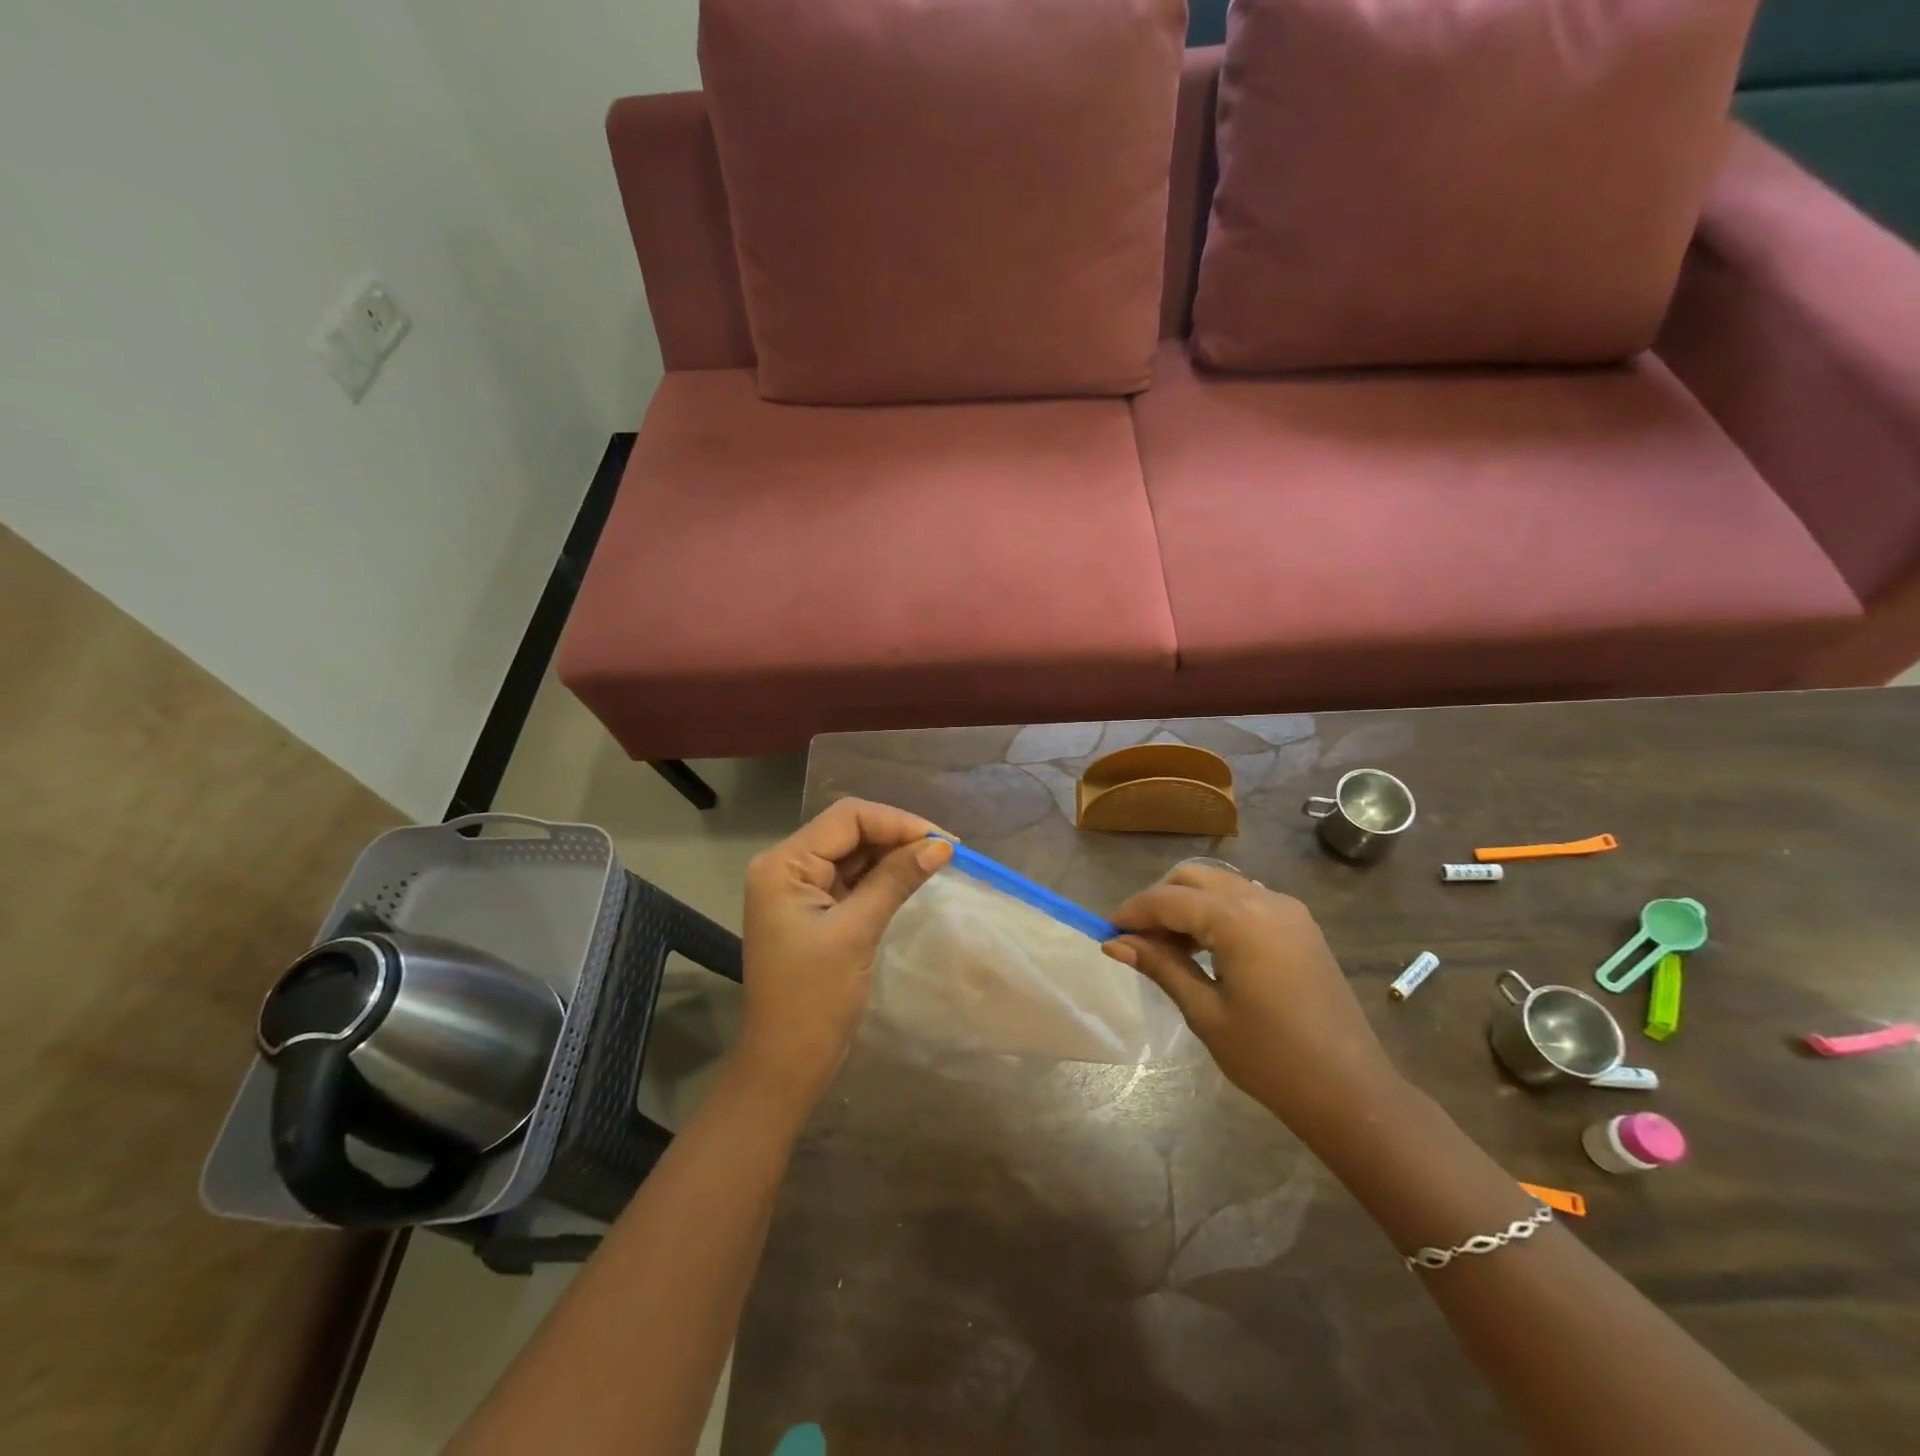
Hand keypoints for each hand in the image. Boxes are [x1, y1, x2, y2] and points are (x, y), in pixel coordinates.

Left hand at [735, 798, 952, 1108]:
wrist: (786, 1063)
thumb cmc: (814, 998)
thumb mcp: (857, 932)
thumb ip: (896, 880)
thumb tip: (941, 845)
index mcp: (783, 865)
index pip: (846, 818)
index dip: (896, 822)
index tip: (943, 840)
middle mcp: (786, 867)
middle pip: (849, 830)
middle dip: (897, 835)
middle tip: (946, 851)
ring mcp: (799, 888)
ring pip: (853, 852)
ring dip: (893, 854)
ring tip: (937, 860)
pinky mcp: (814, 909)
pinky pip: (852, 878)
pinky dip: (882, 875)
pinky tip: (912, 877)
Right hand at [1104, 865, 1405, 1139]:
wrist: (1352, 1092)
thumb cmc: (1271, 1059)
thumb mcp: (1205, 1012)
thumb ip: (1161, 966)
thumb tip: (1114, 942)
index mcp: (1238, 919)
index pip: (1169, 899)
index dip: (1133, 911)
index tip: (1106, 931)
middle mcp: (1264, 899)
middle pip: (1193, 877)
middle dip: (1159, 899)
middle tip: (1137, 938)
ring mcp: (1287, 910)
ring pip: (1220, 884)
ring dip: (1187, 903)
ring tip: (1167, 946)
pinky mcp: (1301, 925)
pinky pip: (1246, 900)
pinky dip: (1217, 911)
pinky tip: (1206, 948)